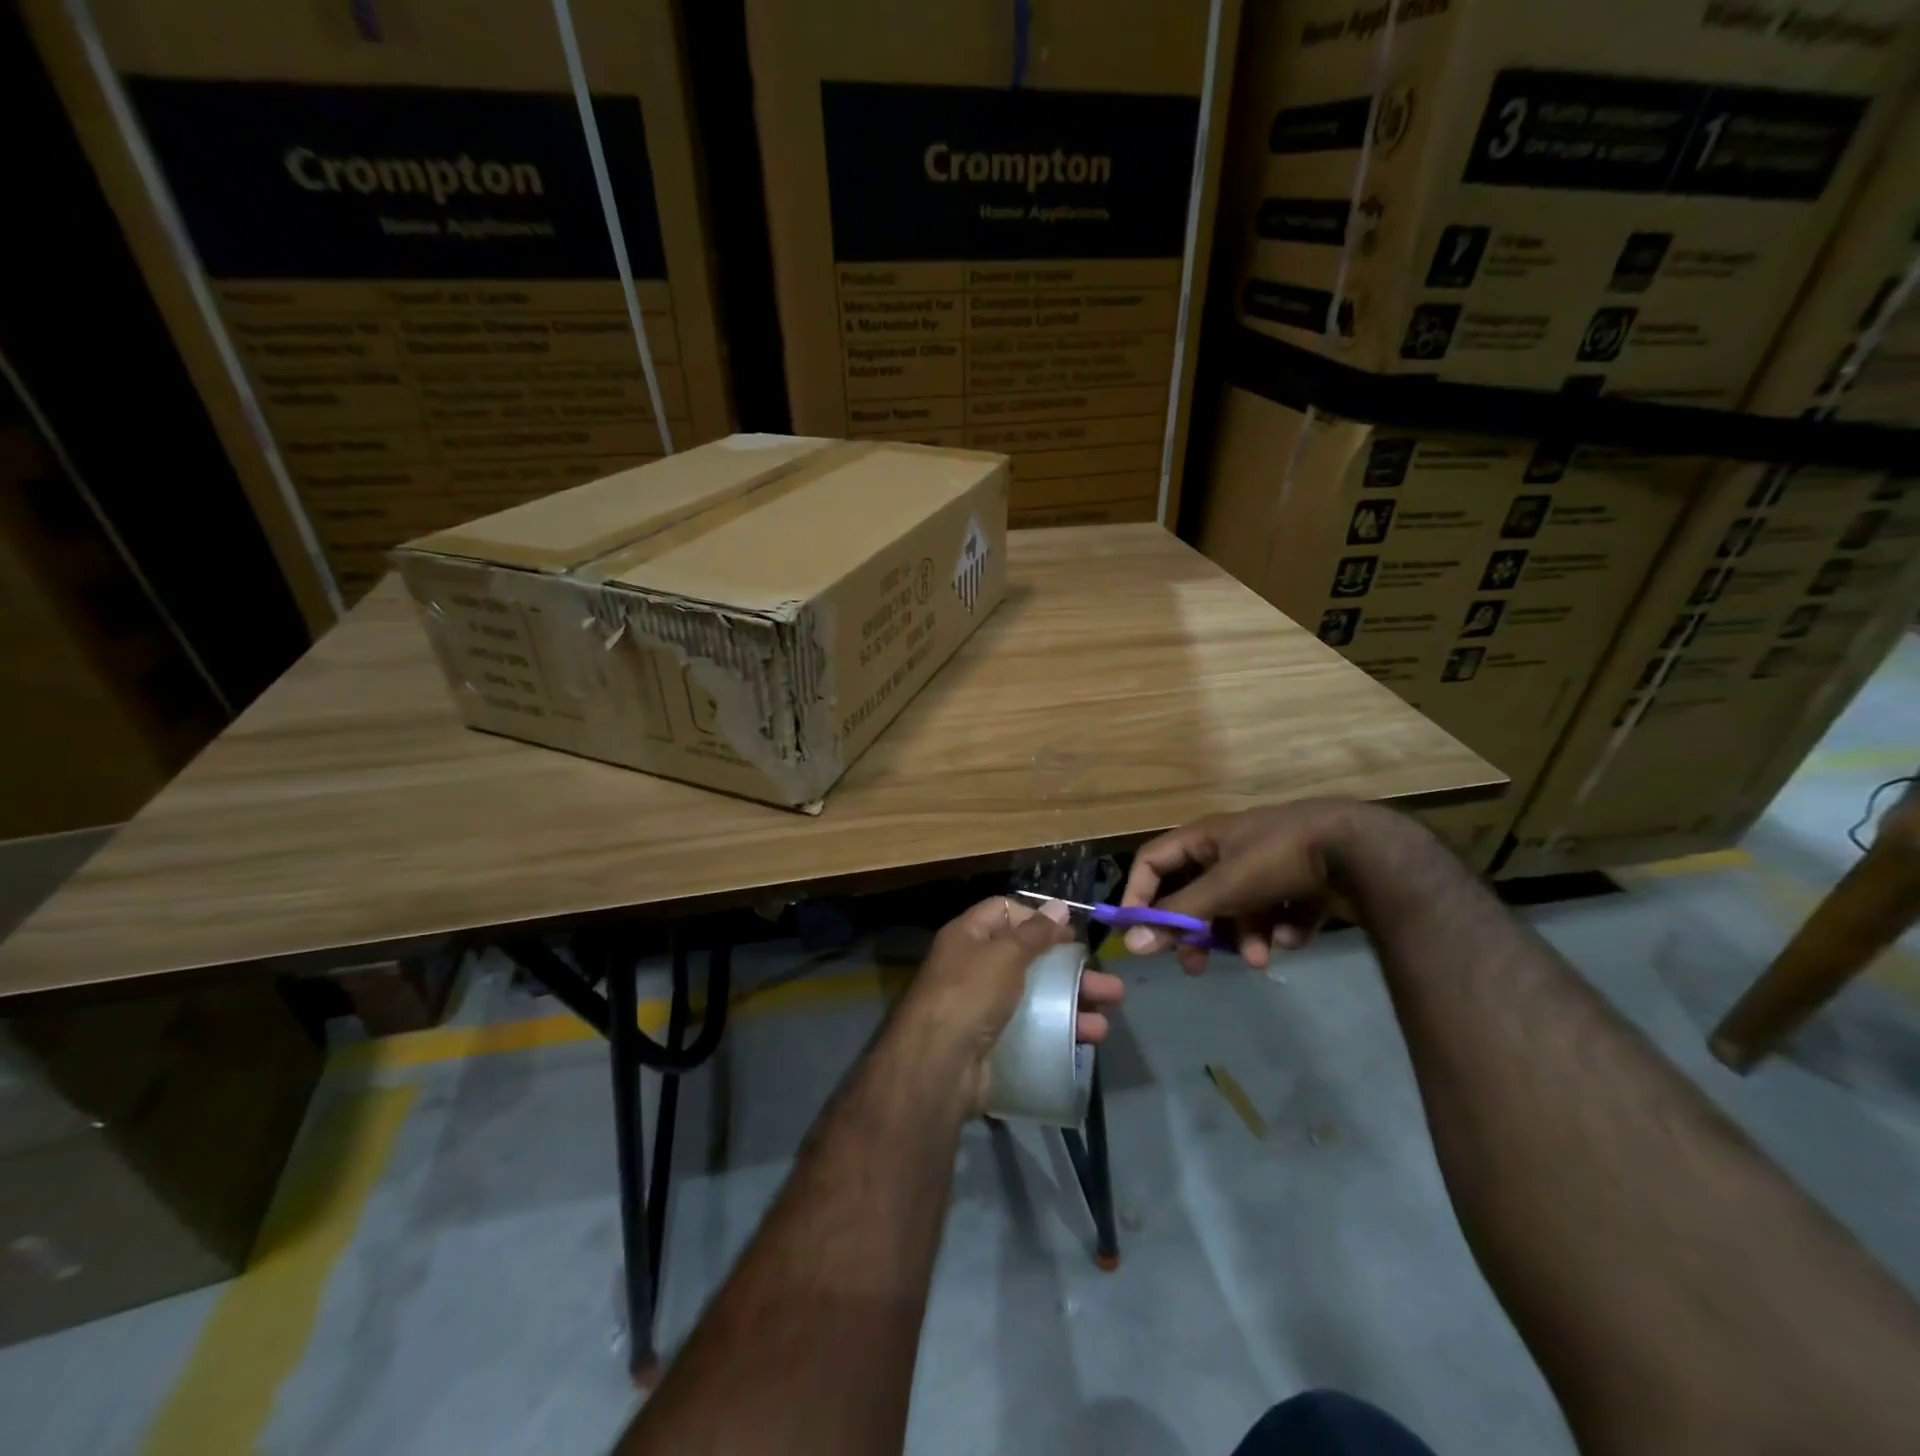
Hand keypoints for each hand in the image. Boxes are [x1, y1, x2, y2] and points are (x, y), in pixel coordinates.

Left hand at [895, 897, 1126, 1111]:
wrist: (938, 1065)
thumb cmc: (970, 993)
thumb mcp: (1005, 953)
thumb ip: (1035, 932)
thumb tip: (1059, 907)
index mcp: (968, 936)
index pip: (1005, 911)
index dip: (1038, 918)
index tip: (1071, 933)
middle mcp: (974, 968)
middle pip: (1029, 958)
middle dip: (1070, 969)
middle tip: (1108, 983)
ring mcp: (983, 1008)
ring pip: (1037, 997)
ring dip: (1073, 1003)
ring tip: (1108, 1017)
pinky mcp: (994, 1043)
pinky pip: (1033, 1030)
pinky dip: (1060, 1032)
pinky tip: (1088, 1040)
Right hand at [1119, 799, 1382, 973]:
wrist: (1360, 850)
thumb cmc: (1278, 858)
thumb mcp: (1223, 886)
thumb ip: (1178, 915)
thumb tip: (1130, 943)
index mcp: (1205, 838)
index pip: (1152, 861)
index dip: (1139, 894)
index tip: (1138, 933)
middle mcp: (1231, 849)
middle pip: (1196, 894)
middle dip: (1196, 931)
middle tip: (1195, 964)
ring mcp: (1268, 867)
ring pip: (1239, 910)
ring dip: (1244, 938)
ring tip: (1261, 960)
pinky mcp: (1302, 885)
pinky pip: (1277, 914)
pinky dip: (1282, 929)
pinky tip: (1296, 935)